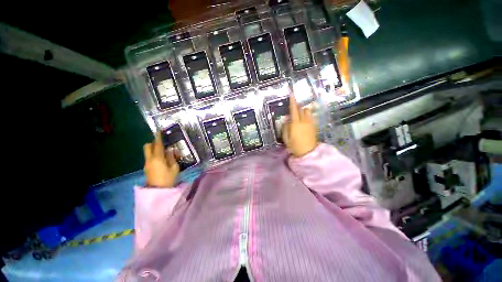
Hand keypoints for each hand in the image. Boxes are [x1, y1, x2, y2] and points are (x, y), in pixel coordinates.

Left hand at [143, 132, 179, 186]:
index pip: (157, 145)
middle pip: (147, 147)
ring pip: (148, 152)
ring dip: (154, 150)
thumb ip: (172, 157)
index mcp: (157, 158)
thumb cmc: (168, 179)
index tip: (159, 131)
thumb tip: (170, 150)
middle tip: (162, 144)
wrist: (158, 192)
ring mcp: (146, 164)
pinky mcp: (146, 168)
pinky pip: (150, 158)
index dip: (158, 137)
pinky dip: (154, 156)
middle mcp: (149, 159)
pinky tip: (162, 161)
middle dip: (153, 143)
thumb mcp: (174, 168)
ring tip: (165, 154)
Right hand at [282, 94, 317, 157]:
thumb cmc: (294, 146)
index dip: (292, 102)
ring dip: (303, 110)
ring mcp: (310, 123)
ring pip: (308, 111)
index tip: (291, 95)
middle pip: (302, 109)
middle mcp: (304, 121)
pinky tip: (304, 119)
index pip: (294, 110)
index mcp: (295, 124)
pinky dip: (307, 115)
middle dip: (297, 106)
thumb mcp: (286, 138)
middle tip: (293, 107)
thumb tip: (286, 120)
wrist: (308, 152)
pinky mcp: (314, 126)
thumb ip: (285, 128)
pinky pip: (310, 116)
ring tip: (299, 113)